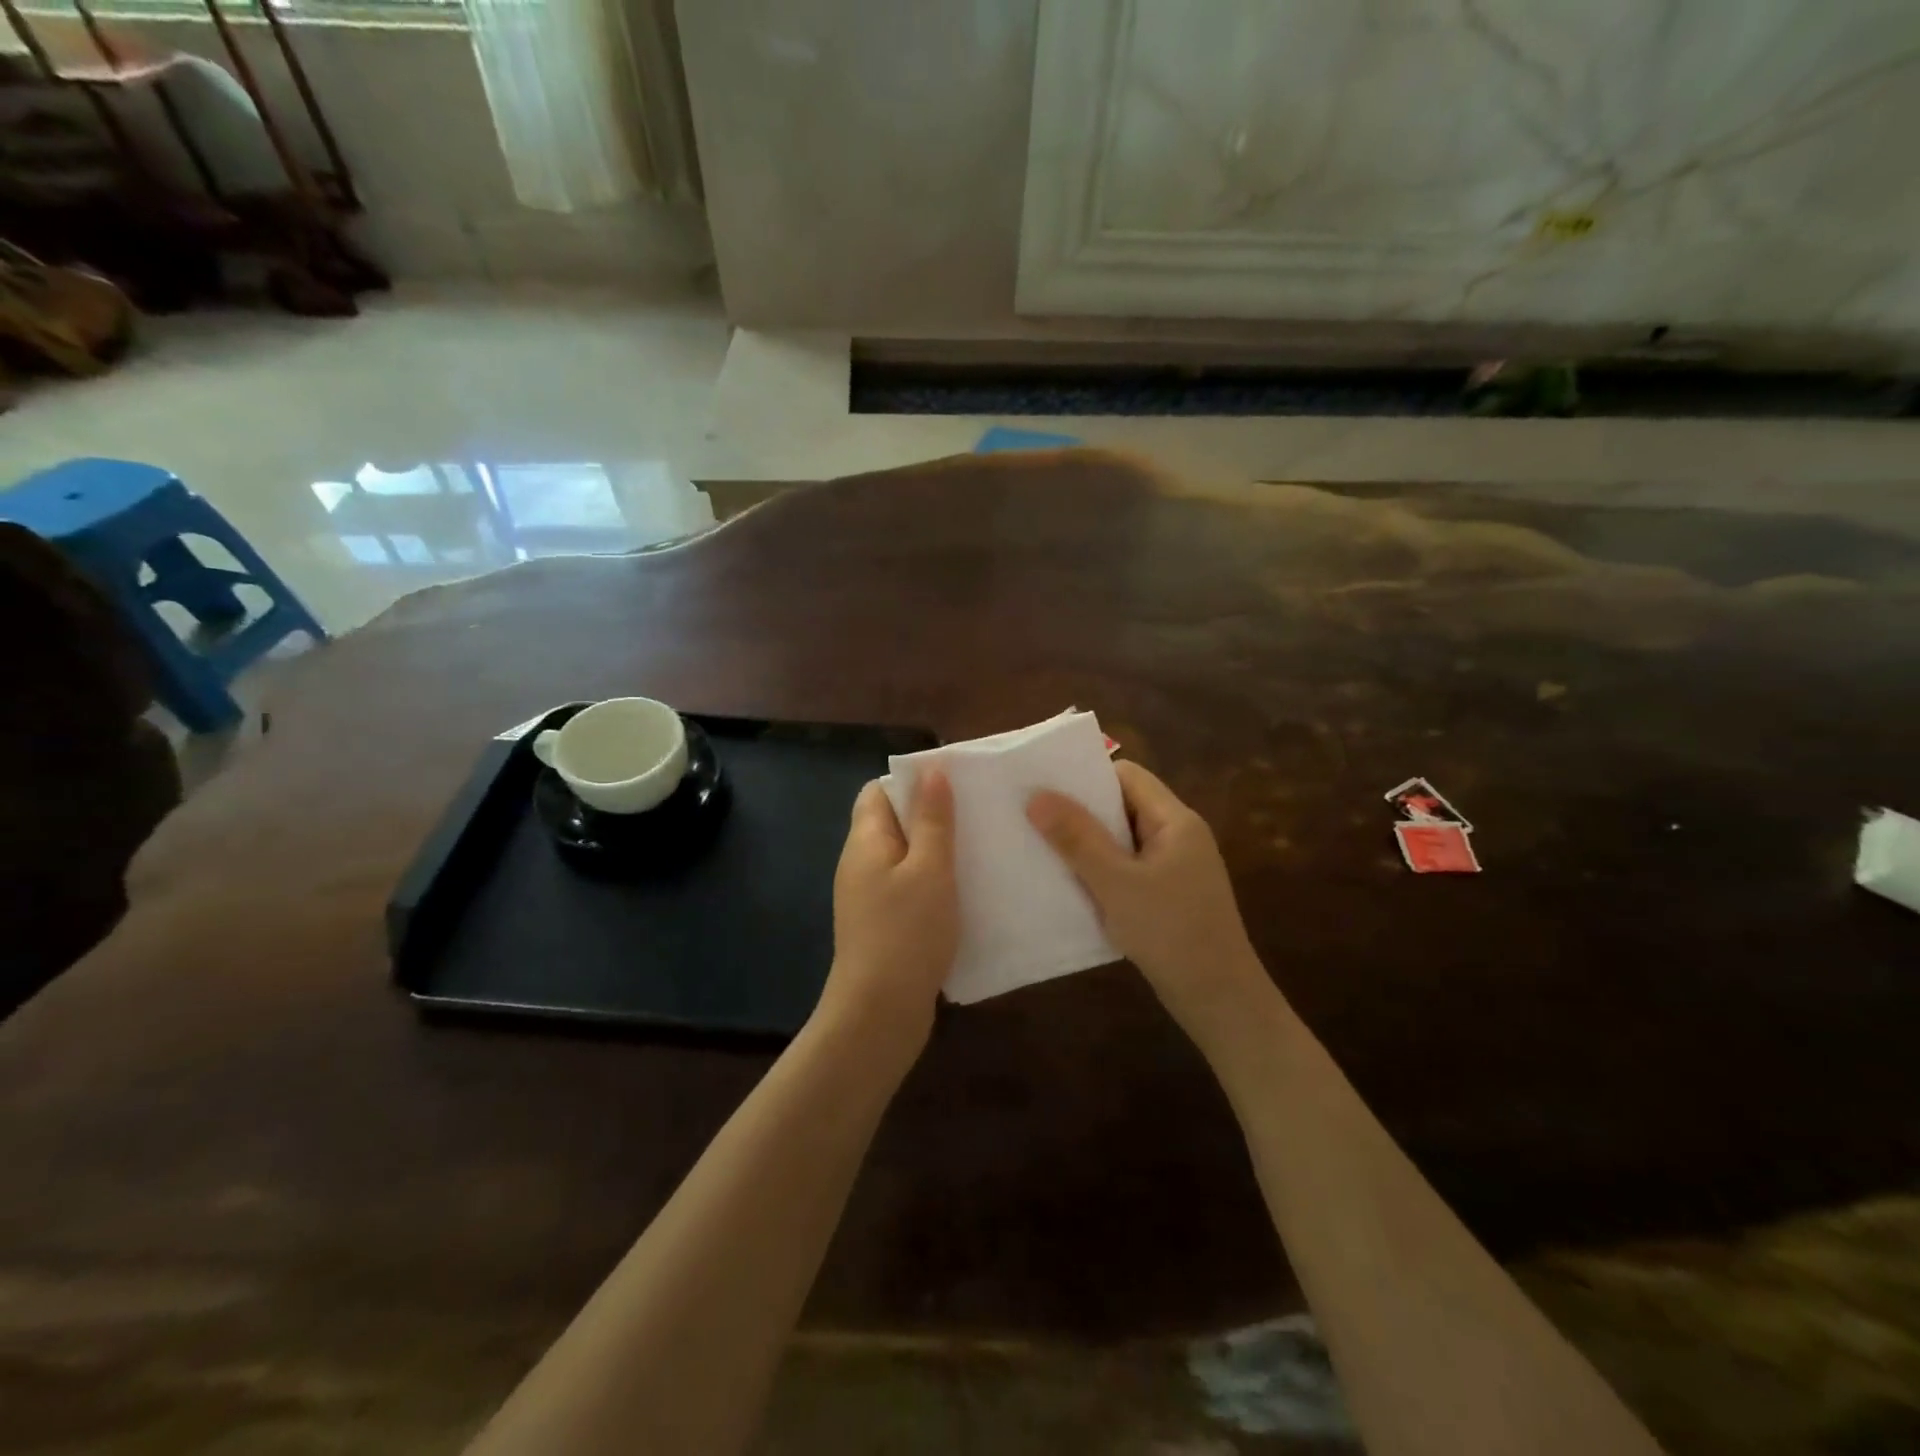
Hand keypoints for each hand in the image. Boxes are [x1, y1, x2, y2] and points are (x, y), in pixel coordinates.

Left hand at [818, 771, 958, 1055]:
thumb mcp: (930, 869)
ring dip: (935, 850)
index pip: (878, 791)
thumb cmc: (906, 932)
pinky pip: (907, 887)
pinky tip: (963, 891)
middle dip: (930, 815)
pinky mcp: (882, 923)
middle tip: (974, 814)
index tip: (953, 784)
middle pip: (892, 822)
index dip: (912, 782)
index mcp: (865, 841)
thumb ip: (933, 820)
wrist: (879, 1012)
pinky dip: (932, 882)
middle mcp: (860, 863)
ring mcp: (868, 896)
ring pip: (904, 856)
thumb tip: (932, 771)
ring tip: (977, 848)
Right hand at [1027, 761, 1270, 1045]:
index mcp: (1175, 821)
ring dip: (1089, 845)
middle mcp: (1178, 836)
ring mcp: (1176, 867)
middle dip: (1082, 812)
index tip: (1046, 789)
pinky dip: (1101, 871)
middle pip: (1124, 806)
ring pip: (1123, 840)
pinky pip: (1128, 868)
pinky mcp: (1169, 896)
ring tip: (1044, 850)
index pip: (1128, 776)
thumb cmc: (1171, 933)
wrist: (1220, 1000)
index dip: (1087, 778)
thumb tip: (1037, 796)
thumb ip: (1077, 839)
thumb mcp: (1116, 884)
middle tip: (1035, 818)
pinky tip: (1072, 886)